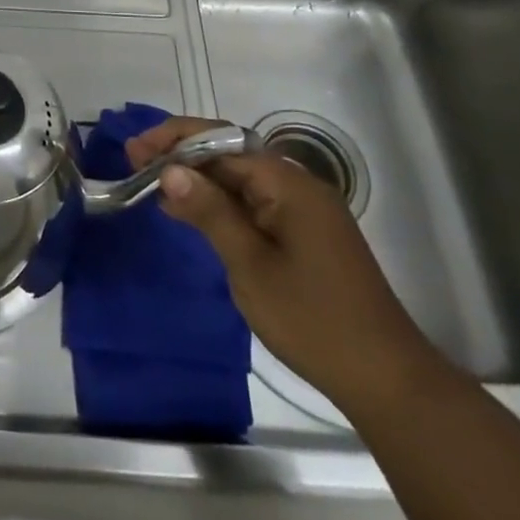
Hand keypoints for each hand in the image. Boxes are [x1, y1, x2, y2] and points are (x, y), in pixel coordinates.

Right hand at [127, 117, 445, 413]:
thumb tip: (170, 170)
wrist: (385, 379)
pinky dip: (218, 202)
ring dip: (197, 178)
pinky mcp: (304, 234)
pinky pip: (253, 202)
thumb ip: (209, 212)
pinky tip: (190, 213)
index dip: (174, 141)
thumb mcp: (250, 265)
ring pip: (239, 178)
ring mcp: (303, 210)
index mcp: (288, 184)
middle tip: (135, 164)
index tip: (134, 151)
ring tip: (152, 185)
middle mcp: (297, 186)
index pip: (221, 141)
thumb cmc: (313, 320)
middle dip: (181, 155)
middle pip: (230, 153)